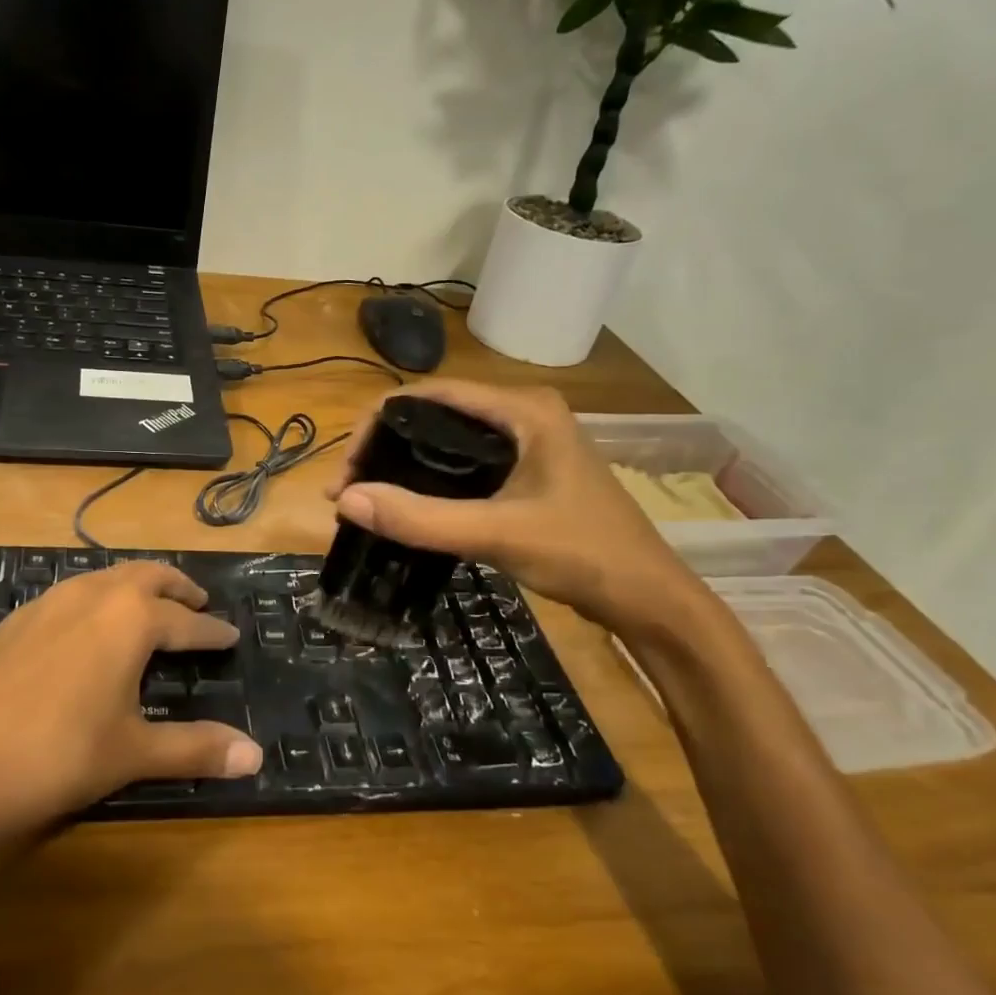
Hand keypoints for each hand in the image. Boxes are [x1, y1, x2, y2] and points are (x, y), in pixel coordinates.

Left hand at [0, 561, 262, 841]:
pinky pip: (69, 595)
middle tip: (197, 602)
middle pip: (145, 577)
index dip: (212, 630)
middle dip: (176, 587)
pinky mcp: (13, 622)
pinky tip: (85, 630)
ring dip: (133, 587)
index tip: (231, 634)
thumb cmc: (58, 757)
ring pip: (103, 579)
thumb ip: (197, 749)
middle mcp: (91, 596)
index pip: (186, 620)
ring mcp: (46, 604)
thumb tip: (257, 757)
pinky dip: (94, 600)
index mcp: (130, 618)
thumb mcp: (133, 753)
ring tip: (148, 609)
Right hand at [326, 380, 709, 638]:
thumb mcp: (497, 534)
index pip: (428, 394)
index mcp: (522, 409)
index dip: (377, 424)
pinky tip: (408, 506)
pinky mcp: (527, 471)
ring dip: (403, 464)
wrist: (649, 599)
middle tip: (350, 490)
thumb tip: (346, 500)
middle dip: (384, 446)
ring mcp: (527, 442)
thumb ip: (421, 518)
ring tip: (368, 498)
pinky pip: (463, 463)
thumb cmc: (583, 554)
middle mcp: (522, 413)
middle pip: (433, 413)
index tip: (348, 470)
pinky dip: (429, 480)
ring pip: (446, 440)